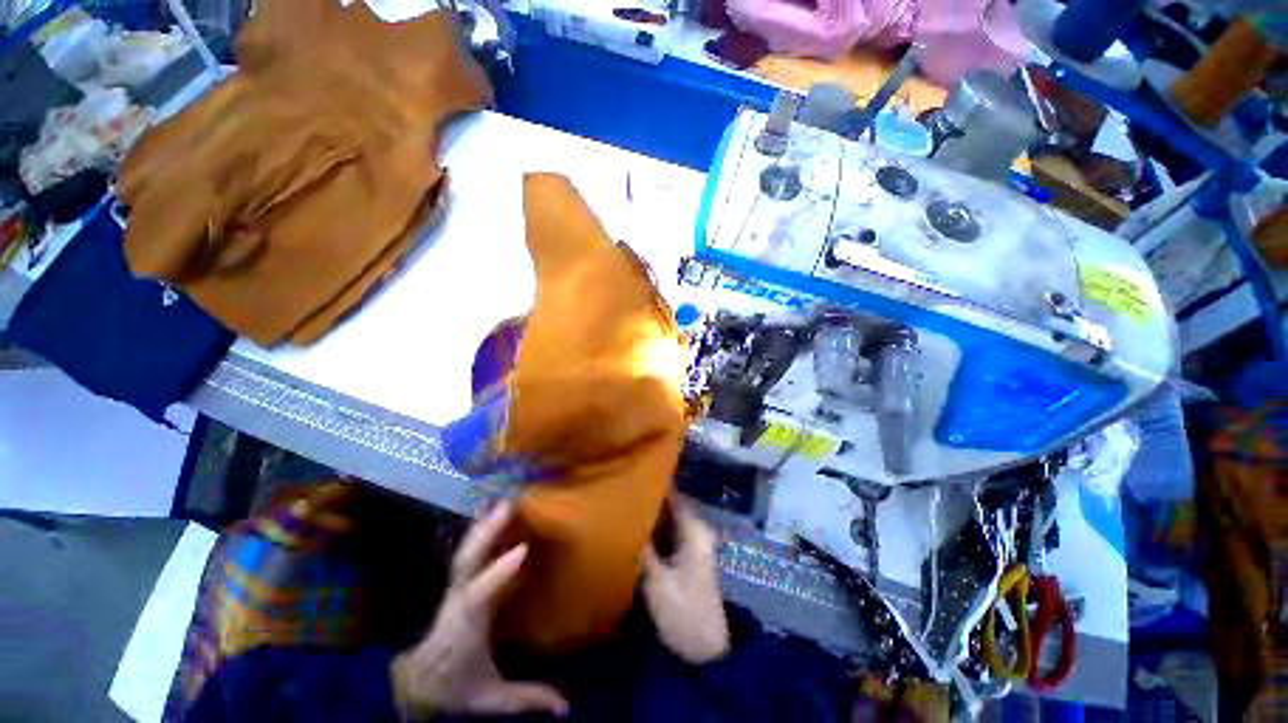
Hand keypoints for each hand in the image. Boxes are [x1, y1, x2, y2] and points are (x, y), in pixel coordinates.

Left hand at [391, 501, 568, 719]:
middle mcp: (457, 600)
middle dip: (487, 533)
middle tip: (510, 506)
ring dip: (485, 524)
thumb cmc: (457, 687)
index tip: (523, 550)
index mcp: (465, 626)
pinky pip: (470, 551)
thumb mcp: (491, 697)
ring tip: (506, 501)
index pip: (479, 596)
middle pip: (467, 561)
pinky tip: (493, 513)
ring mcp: (456, 588)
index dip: (499, 573)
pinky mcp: (460, 583)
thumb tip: (567, 707)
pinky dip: (482, 530)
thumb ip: (527, 698)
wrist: (421, 683)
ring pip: (466, 551)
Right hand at [640, 495, 730, 664]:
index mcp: (694, 530)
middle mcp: (696, 530)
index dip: (655, 482)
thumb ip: (642, 548)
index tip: (634, 472)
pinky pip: (669, 529)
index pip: (674, 495)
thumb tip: (625, 520)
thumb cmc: (683, 613)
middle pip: (671, 503)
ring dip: (651, 510)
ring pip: (669, 516)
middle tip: (623, 487)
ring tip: (625, 501)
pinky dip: (655, 525)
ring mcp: (693, 542)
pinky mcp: (688, 554)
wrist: (706, 649)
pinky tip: (636, 524)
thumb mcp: (657, 581)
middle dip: (649, 495)